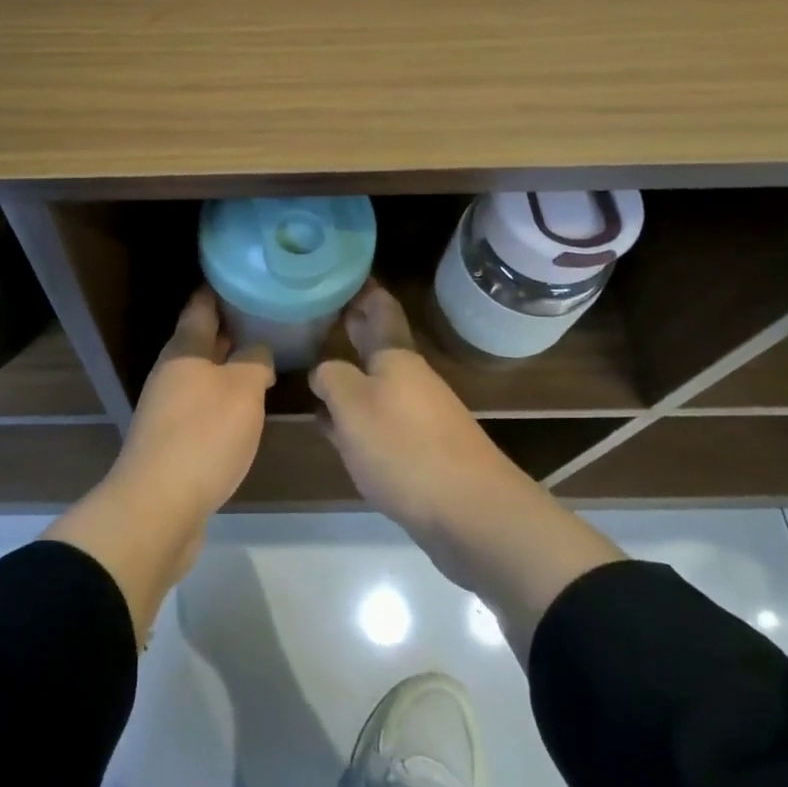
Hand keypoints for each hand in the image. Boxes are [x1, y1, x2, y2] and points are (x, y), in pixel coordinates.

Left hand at [45, 289, 273, 639]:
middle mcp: (172, 372)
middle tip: (266, 315)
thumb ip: (254, 362)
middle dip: (230, 327)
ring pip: (203, 374)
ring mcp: (168, 407)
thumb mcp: (242, 390)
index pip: (201, 305)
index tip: (242, 275)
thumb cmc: (203, 436)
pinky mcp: (173, 440)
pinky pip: (203, 406)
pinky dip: (224, 399)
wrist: (159, 506)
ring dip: (229, 365)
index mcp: (185, 350)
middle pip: (201, 339)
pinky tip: (246, 407)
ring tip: (264, 358)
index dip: (219, 288)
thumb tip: (257, 350)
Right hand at [310, 283, 530, 570]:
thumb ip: (331, 379)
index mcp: (396, 357)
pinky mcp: (421, 451)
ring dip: (350, 374)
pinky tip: (335, 428)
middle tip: (320, 311)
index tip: (340, 272)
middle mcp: (410, 379)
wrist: (472, 514)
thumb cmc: (405, 448)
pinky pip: (381, 420)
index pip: (380, 308)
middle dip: (352, 328)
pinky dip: (357, 415)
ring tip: (315, 368)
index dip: (362, 289)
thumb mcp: (352, 406)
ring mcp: (419, 415)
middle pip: (377, 345)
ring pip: (376, 383)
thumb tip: (325, 372)